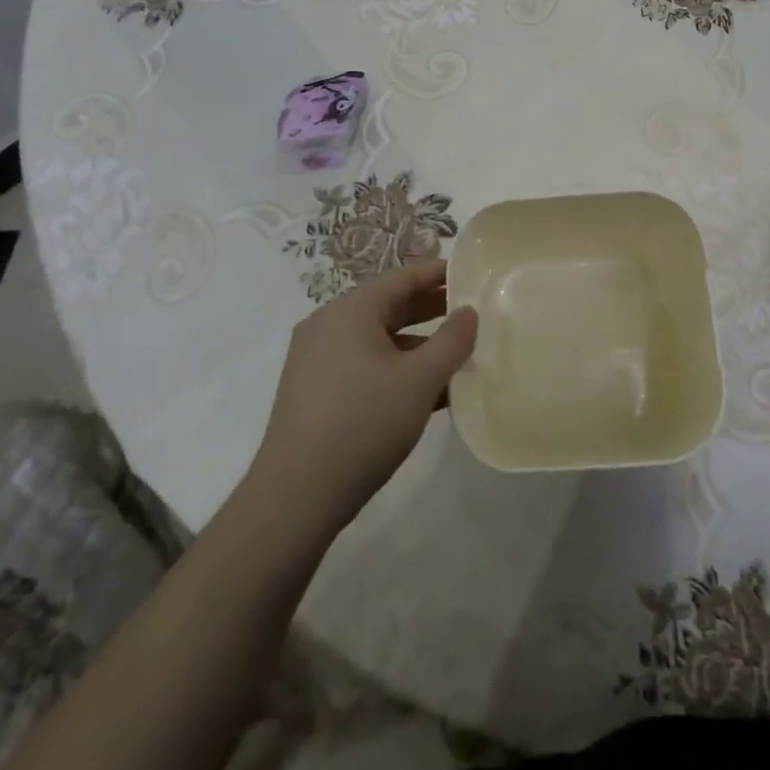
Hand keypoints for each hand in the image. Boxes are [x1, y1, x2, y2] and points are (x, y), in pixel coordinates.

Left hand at [249, 259, 476, 531]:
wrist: (297, 495)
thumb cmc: (364, 422)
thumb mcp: (420, 380)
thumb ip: (452, 341)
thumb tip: (469, 312)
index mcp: (351, 310)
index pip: (403, 277)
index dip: (439, 274)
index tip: (472, 274)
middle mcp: (329, 325)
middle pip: (389, 305)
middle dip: (431, 309)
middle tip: (471, 312)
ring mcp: (317, 359)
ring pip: (377, 338)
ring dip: (417, 344)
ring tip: (456, 356)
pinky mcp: (314, 391)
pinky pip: (363, 364)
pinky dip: (395, 368)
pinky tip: (426, 393)